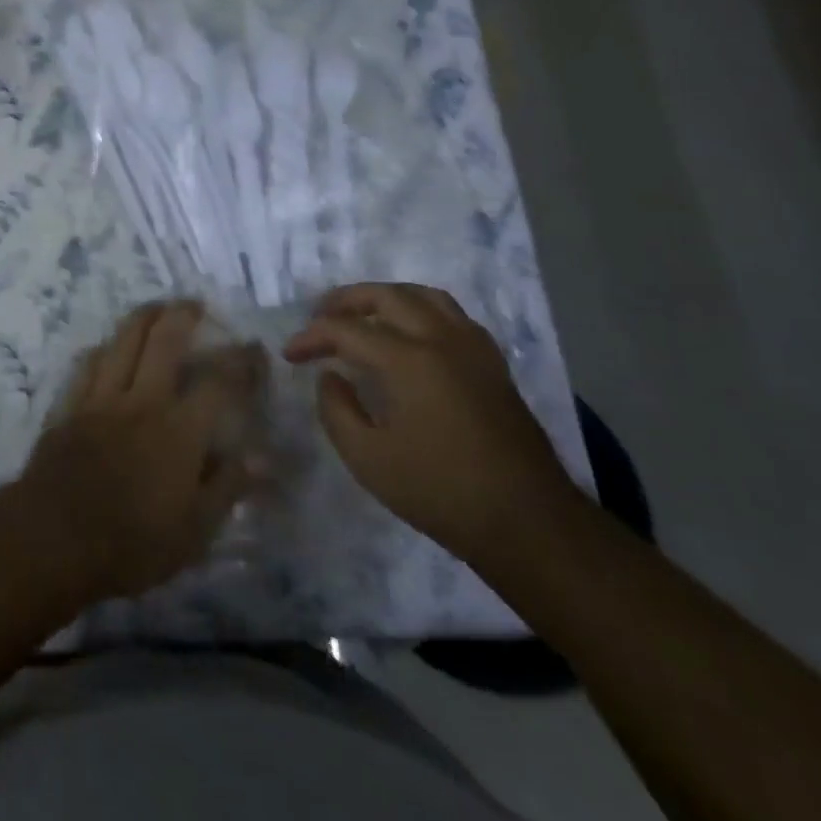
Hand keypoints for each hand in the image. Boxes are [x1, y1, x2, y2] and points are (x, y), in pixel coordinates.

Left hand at [22, 301, 263, 602]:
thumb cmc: (131, 543)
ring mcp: (101, 398)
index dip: (240, 362)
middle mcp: (142, 401)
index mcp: (179, 430)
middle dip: (182, 315)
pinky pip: (87, 364)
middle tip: (194, 304)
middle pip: (164, 341)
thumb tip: (260, 457)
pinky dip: (102, 349)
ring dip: (142, 318)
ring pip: (123, 341)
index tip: (252, 348)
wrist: (53, 538)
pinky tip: (107, 347)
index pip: (218, 383)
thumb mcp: (194, 532)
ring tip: (155, 308)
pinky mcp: (70, 406)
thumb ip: (227, 488)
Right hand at [286, 283, 576, 560]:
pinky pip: (453, 316)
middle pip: (388, 296)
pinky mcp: (494, 365)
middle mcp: (442, 340)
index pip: (346, 329)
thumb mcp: (368, 459)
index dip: (312, 337)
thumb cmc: (441, 493)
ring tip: (364, 315)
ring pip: (425, 297)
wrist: (529, 524)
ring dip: (387, 297)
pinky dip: (422, 312)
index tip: (290, 354)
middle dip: (346, 300)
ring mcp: (474, 349)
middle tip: (320, 317)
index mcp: (408, 360)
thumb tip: (330, 376)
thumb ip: (337, 410)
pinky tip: (412, 335)